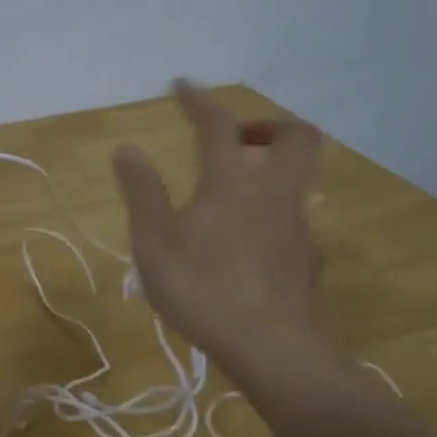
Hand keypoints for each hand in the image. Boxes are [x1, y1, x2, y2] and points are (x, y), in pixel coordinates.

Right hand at [111, 83, 343, 380]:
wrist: (275, 351)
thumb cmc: (205, 290)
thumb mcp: (155, 242)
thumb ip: (142, 192)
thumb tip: (127, 148)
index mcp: (232, 182)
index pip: (218, 125)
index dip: (199, 100)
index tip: (181, 85)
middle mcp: (274, 193)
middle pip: (296, 137)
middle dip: (266, 125)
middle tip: (235, 140)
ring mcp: (298, 227)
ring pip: (301, 178)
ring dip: (273, 168)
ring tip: (234, 192)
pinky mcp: (309, 260)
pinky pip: (295, 217)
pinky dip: (273, 211)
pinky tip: (248, 241)